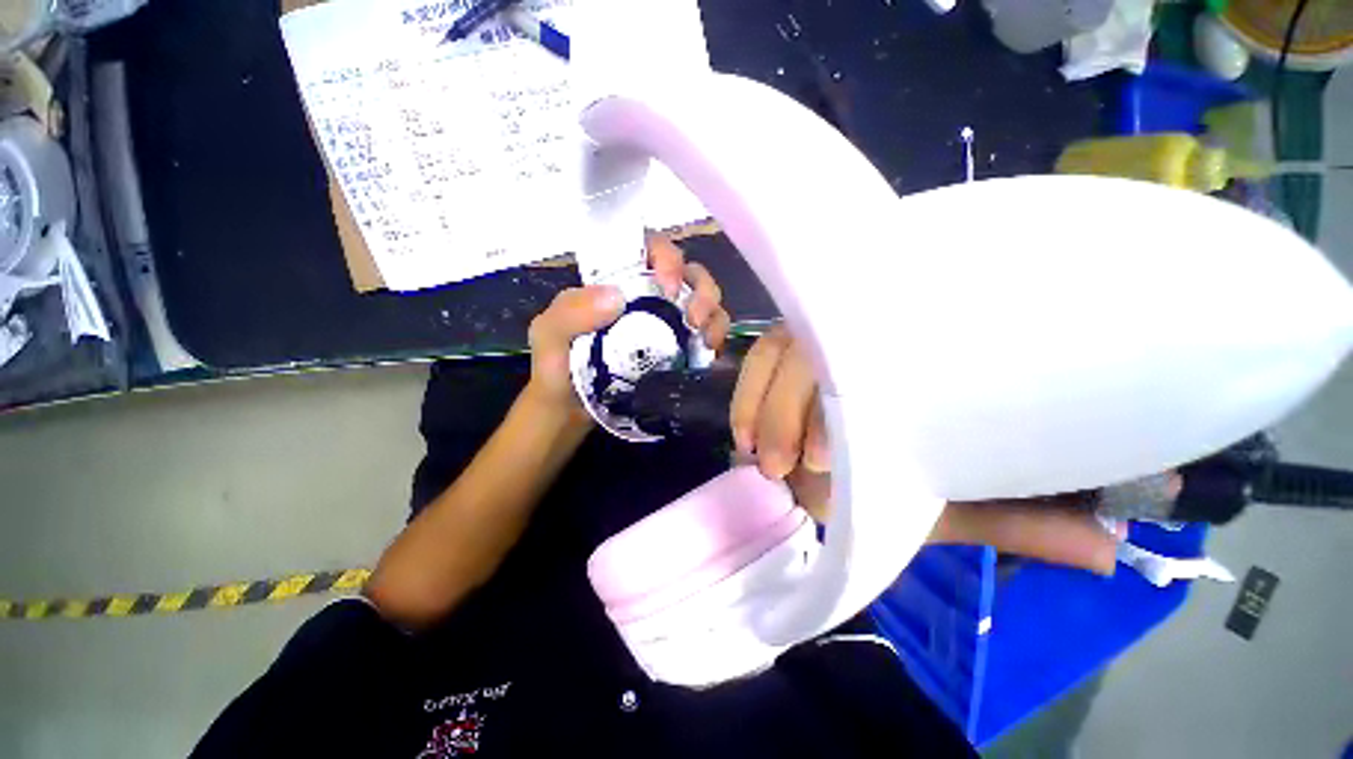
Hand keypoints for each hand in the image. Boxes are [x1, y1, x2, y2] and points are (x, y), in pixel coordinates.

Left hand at [526, 234, 730, 415]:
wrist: (570, 412)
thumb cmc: (557, 369)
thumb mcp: (549, 336)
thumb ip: (570, 312)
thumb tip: (618, 297)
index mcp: (618, 282)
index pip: (650, 250)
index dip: (667, 257)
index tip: (669, 286)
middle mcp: (648, 297)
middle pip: (688, 274)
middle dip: (701, 289)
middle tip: (694, 318)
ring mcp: (667, 323)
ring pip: (704, 300)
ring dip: (713, 313)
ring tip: (705, 337)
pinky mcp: (679, 350)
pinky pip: (707, 332)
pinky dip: (716, 336)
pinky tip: (710, 351)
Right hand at [730, 325, 1121, 573]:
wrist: (857, 462)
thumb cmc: (908, 476)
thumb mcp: (953, 501)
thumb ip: (1013, 521)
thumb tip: (1110, 551)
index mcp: (900, 372)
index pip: (870, 362)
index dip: (836, 404)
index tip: (823, 460)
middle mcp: (854, 344)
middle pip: (809, 351)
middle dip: (787, 411)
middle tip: (785, 467)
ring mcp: (814, 341)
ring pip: (778, 350)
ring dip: (759, 403)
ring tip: (755, 455)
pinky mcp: (786, 351)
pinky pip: (757, 358)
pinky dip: (744, 393)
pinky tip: (740, 435)